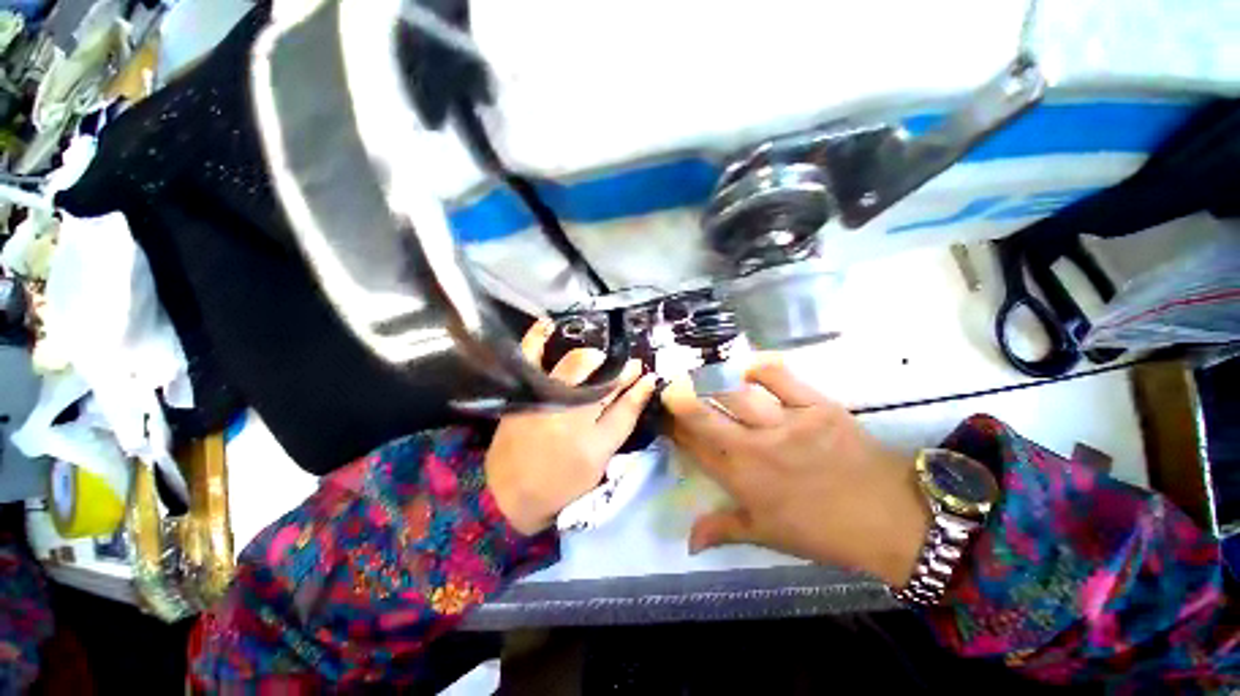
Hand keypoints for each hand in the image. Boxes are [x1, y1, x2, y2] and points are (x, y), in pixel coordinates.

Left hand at [485, 320, 657, 534]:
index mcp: (593, 436)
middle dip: (618, 369)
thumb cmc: (563, 482)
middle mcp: (570, 411)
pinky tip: (547, 324)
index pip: (625, 403)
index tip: (645, 372)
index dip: (637, 384)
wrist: (508, 494)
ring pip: (576, 364)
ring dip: (593, 356)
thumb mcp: (600, 459)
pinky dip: (537, 338)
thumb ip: (623, 419)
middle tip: (626, 366)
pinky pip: (529, 358)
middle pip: (602, 379)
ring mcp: (544, 398)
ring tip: (600, 357)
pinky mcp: (523, 393)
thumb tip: (644, 385)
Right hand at [662, 358, 929, 585]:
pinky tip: (746, 367)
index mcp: (742, 480)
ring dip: (712, 382)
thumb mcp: (768, 535)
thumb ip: (723, 530)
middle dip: (679, 398)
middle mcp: (755, 449)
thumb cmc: (824, 530)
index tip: (663, 415)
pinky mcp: (816, 405)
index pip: (694, 446)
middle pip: (705, 416)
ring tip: (702, 375)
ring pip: (735, 393)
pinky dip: (758, 367)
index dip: (674, 428)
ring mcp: (786, 424)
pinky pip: (779, 376)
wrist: (892, 518)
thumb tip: (687, 542)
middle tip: (669, 385)